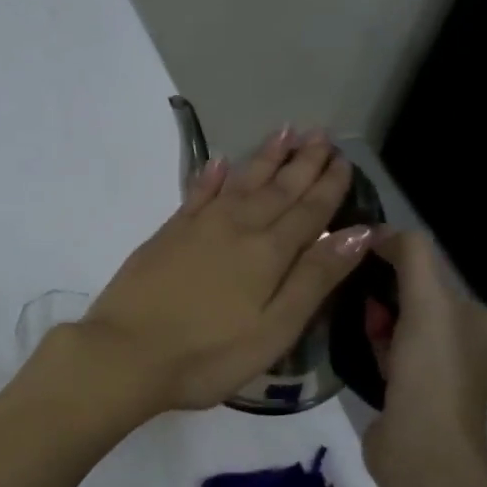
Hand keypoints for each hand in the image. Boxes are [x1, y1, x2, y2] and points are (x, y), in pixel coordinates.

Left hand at [75, 128, 373, 412]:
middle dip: (302, 162)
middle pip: (277, 189)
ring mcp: (198, 227)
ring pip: (240, 182)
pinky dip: (211, 176)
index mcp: (268, 253)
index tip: (345, 158)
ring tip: (285, 131)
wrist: (126, 353)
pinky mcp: (167, 233)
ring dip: (265, 158)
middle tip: (322, 133)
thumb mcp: (274, 329)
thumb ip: (315, 278)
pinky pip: (197, 193)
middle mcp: (236, 228)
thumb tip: (360, 232)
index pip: (309, 211)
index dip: (329, 185)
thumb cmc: (208, 355)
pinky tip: (220, 161)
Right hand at [362, 230, 486, 477]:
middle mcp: (467, 345)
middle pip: (416, 300)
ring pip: (400, 328)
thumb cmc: (429, 371)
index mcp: (480, 320)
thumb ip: (410, 256)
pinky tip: (355, 345)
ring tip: (347, 315)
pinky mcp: (413, 396)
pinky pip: (390, 356)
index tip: (360, 263)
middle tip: (350, 292)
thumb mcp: (426, 301)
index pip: (432, 275)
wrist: (421, 450)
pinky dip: (373, 345)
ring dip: (376, 319)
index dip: (396, 264)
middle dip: (383, 292)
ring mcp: (440, 375)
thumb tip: (380, 231)